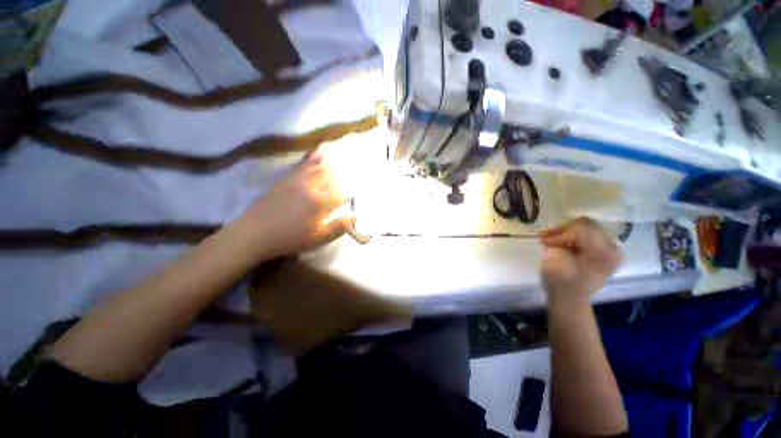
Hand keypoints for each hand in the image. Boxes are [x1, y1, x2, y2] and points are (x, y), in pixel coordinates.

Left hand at [240, 152, 349, 260]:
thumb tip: (355, 216)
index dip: (351, 193)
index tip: (357, 191)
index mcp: (320, 203)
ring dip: (332, 160)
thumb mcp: (317, 238)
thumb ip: (338, 227)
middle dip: (344, 173)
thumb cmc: (289, 239)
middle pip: (332, 176)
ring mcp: (298, 180)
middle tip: (354, 168)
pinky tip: (317, 150)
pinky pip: (303, 164)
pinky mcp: (286, 179)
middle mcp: (311, 187)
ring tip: (341, 152)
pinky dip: (312, 156)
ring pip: (319, 167)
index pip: (342, 194)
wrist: (253, 233)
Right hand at [540, 218, 622, 305]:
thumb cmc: (561, 281)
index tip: (544, 242)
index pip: (580, 230)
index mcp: (603, 253)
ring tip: (553, 238)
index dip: (560, 234)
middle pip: (587, 225)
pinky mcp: (606, 251)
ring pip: (588, 227)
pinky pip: (591, 235)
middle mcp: (613, 248)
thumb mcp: (556, 259)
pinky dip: (576, 235)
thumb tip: (558, 233)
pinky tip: (564, 241)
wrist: (569, 297)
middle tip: (548, 236)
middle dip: (564, 229)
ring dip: (568, 231)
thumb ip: (560, 242)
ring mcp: (612, 249)